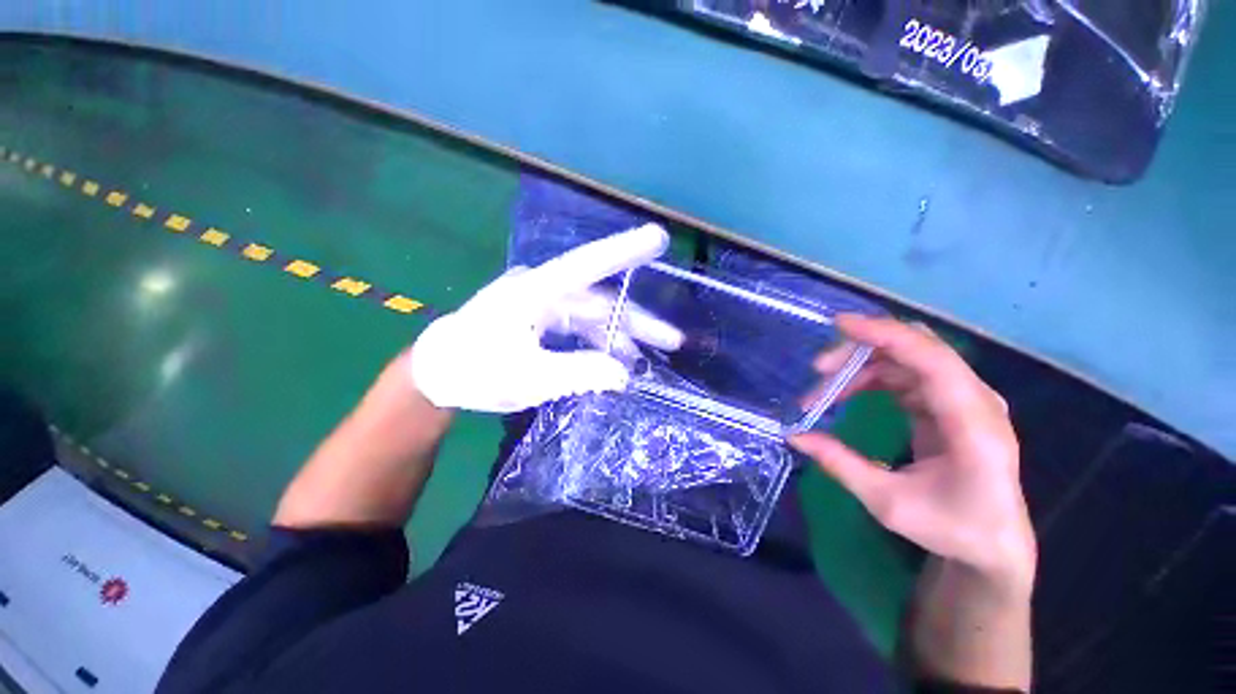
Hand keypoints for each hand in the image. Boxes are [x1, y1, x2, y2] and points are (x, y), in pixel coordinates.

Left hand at [411, 224, 682, 412]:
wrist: (438, 372)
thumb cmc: (474, 372)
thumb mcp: (527, 380)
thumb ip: (578, 374)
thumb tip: (624, 374)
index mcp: (535, 292)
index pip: (587, 265)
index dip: (624, 251)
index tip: (658, 238)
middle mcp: (543, 289)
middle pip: (599, 301)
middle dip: (635, 322)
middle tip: (672, 340)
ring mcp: (542, 302)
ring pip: (592, 315)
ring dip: (618, 337)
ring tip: (641, 361)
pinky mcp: (541, 316)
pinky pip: (579, 325)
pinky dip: (598, 342)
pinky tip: (613, 359)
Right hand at [791, 315, 1034, 590]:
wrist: (993, 543)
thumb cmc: (952, 529)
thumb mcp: (888, 503)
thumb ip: (840, 464)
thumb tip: (794, 436)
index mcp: (973, 424)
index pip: (932, 359)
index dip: (886, 335)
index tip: (839, 324)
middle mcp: (974, 400)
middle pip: (916, 348)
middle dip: (862, 350)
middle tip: (818, 370)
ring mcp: (963, 398)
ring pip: (905, 358)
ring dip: (860, 366)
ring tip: (822, 392)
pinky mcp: (948, 403)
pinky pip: (905, 373)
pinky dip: (870, 377)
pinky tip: (845, 394)